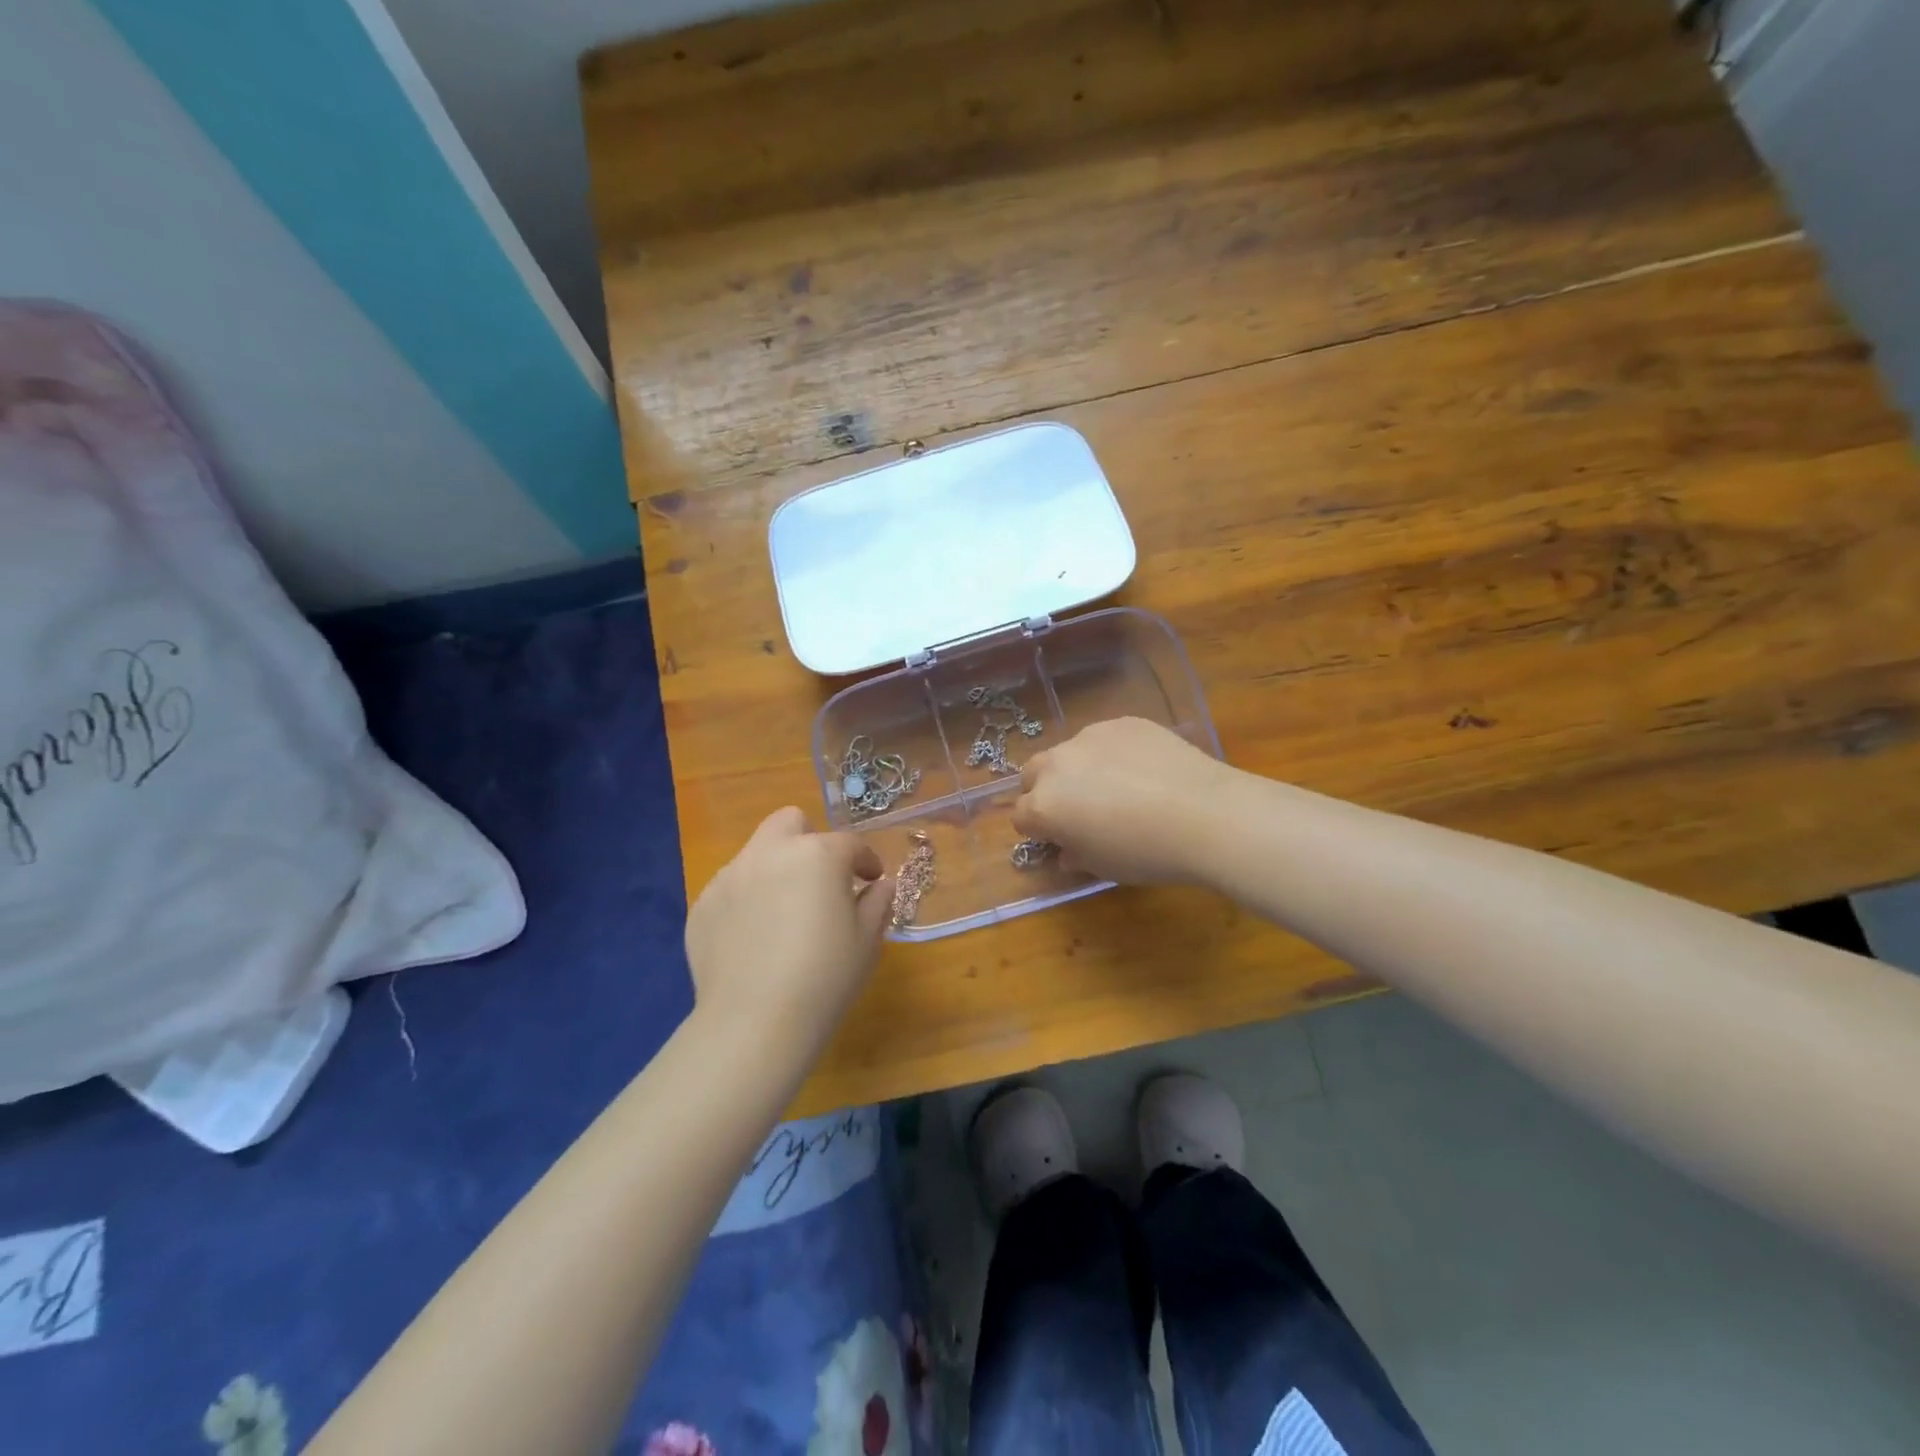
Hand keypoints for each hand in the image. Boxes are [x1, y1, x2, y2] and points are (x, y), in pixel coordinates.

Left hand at [684, 808, 892, 1049]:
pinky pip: (731, 888)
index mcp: (817, 855)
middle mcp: (770, 853)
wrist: (754, 1023)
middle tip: (820, 879)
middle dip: (809, 840)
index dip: (865, 861)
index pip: (849, 843)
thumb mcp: (867, 941)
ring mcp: (729, 876)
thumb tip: (879, 885)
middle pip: (790, 822)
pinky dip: (747, 900)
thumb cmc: (825, 978)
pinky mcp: (703, 905)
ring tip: (783, 914)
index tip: (871, 880)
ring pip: (757, 853)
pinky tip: (754, 938)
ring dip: (776, 869)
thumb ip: (877, 902)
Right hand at [1012, 718, 1232, 884]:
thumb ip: (1075, 855)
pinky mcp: (1122, 722)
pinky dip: (1111, 753)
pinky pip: (1104, 738)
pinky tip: (1144, 771)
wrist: (1205, 814)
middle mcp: (1058, 764)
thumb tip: (1067, 850)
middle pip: (1033, 775)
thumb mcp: (1103, 867)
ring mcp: (1090, 737)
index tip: (1058, 839)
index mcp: (1044, 805)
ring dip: (1078, 769)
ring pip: (1069, 752)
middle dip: (1045, 791)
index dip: (1037, 830)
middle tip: (1077, 810)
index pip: (1020, 816)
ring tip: (1116, 787)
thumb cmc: (1146, 853)